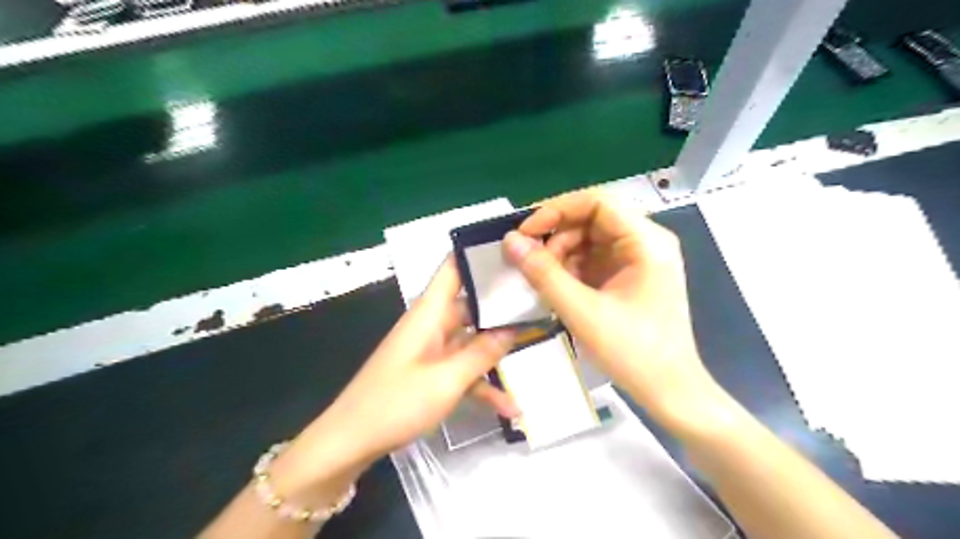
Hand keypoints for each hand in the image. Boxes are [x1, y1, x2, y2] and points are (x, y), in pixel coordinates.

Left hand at [287, 260, 516, 477]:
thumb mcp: (447, 380)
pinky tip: (510, 408)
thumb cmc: (395, 403)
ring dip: (498, 351)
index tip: (515, 253)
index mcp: (430, 312)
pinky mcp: (431, 373)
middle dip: (503, 305)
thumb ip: (483, 352)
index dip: (480, 255)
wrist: (350, 442)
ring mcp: (432, 350)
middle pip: (471, 304)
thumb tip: (513, 327)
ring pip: (471, 339)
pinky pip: (463, 370)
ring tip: (537, 346)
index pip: (454, 268)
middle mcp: (432, 324)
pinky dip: (483, 384)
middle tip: (541, 303)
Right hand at [504, 192, 720, 422]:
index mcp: (645, 241)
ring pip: (590, 239)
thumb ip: (543, 273)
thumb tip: (509, 241)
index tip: (525, 233)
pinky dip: (571, 269)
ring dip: (561, 254)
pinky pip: (594, 259)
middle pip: (592, 219)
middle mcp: (645, 241)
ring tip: (543, 281)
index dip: (556, 210)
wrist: (670, 392)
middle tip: (530, 263)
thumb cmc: (633, 352)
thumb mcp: (582, 312)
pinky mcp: (630, 276)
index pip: (596, 202)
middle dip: (557, 237)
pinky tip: (558, 288)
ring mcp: (639, 259)